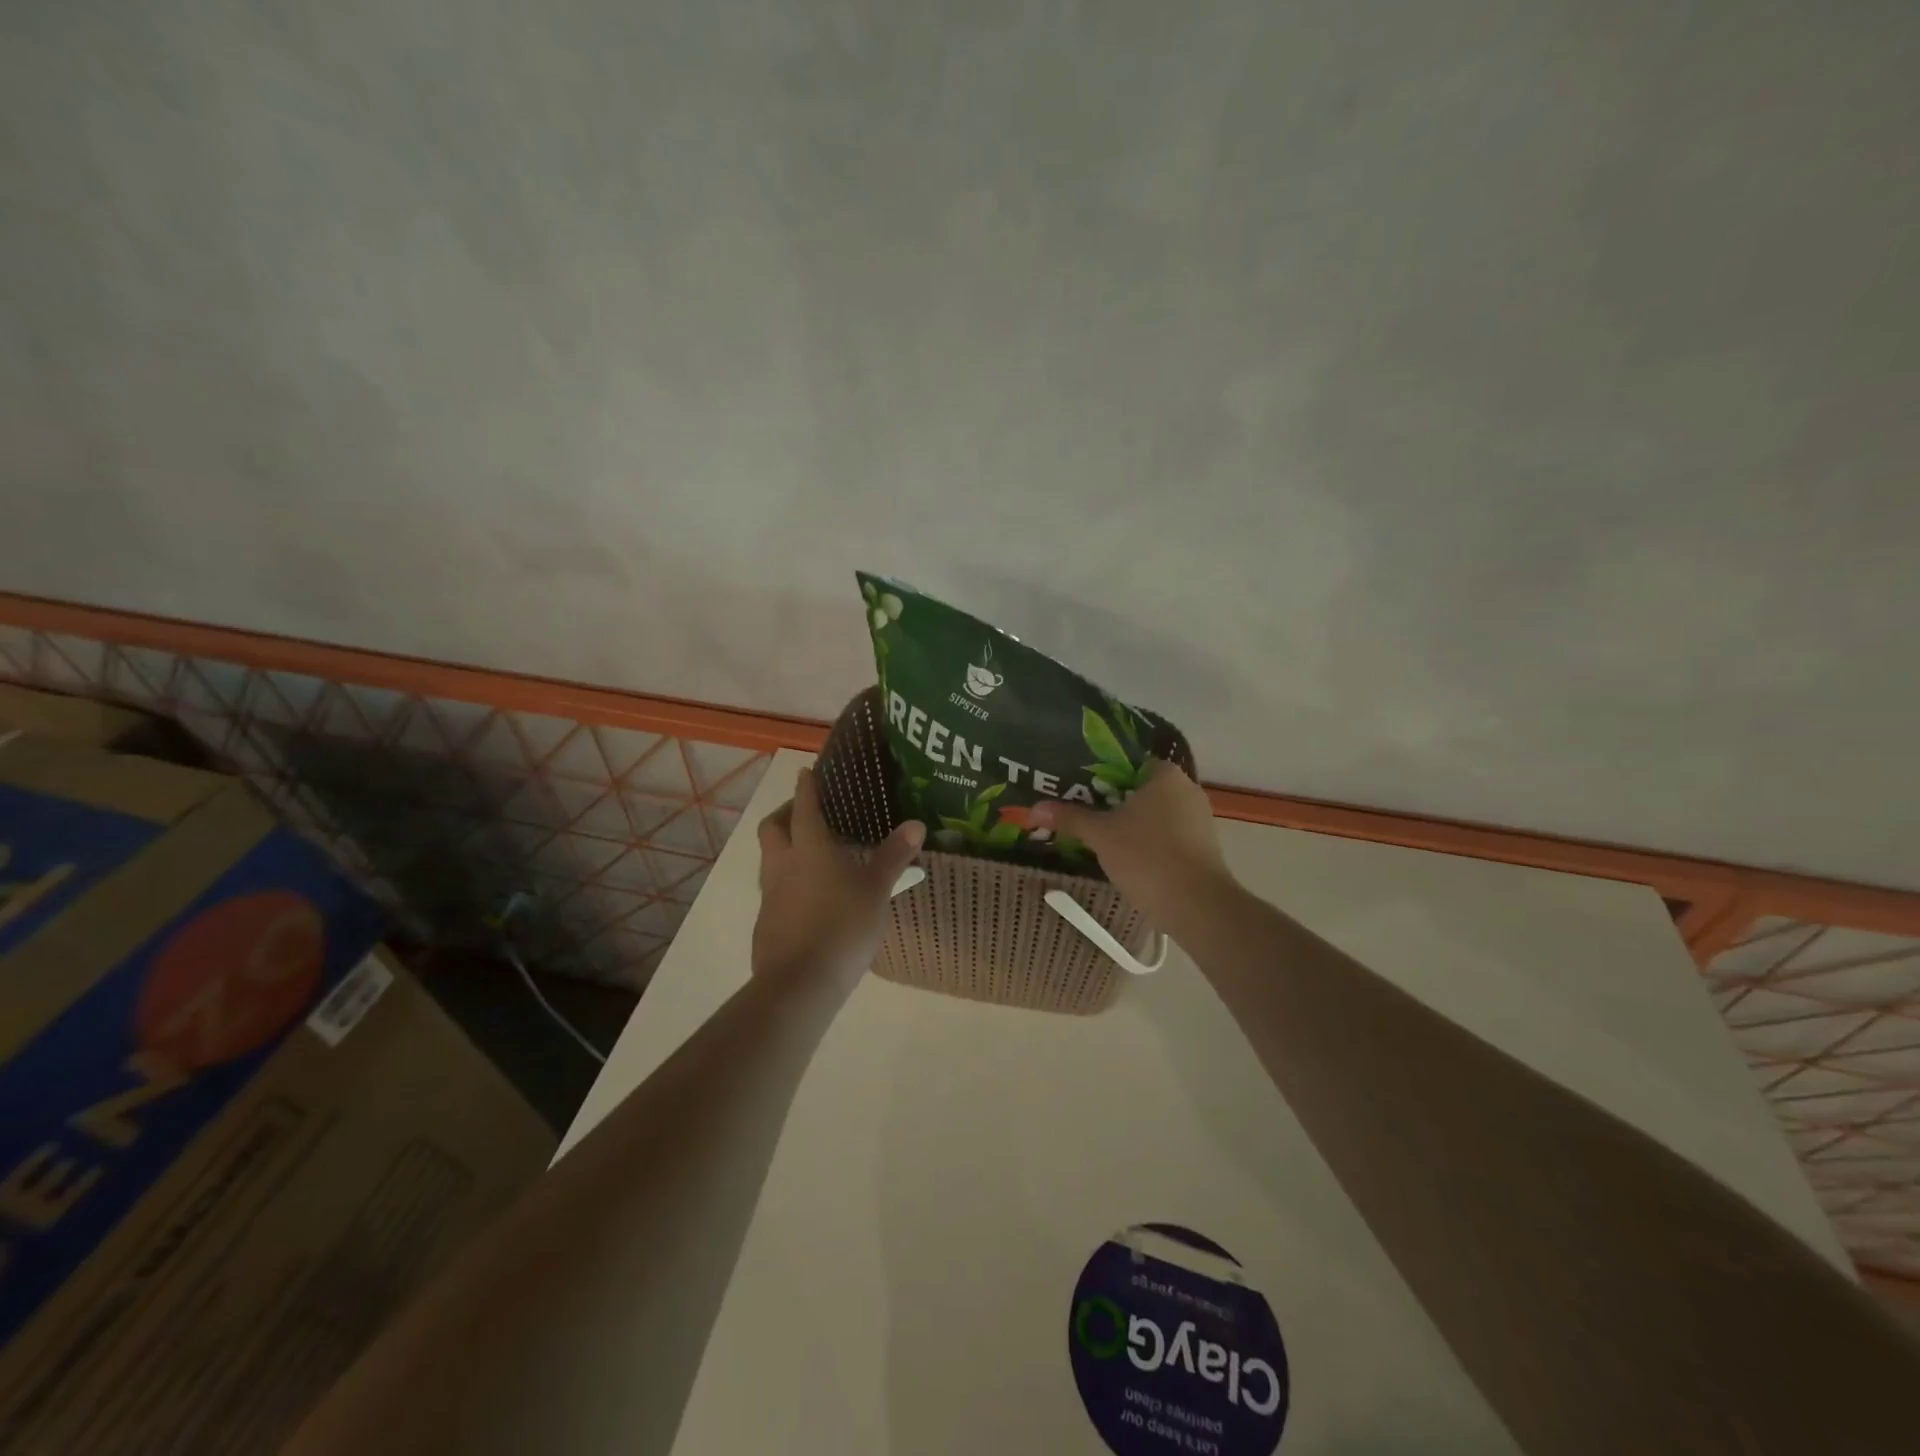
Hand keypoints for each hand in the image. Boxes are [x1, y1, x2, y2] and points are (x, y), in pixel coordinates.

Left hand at [753, 766, 924, 991]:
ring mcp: (769, 895)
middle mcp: (782, 864)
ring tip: (810, 854)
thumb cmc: (842, 927)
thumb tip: (916, 824)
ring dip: (784, 847)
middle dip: (786, 813)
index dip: (806, 787)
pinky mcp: (766, 922)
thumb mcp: (876, 890)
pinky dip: (787, 881)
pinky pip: (773, 889)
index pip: (805, 807)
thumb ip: (893, 856)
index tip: (806, 772)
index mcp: (809, 849)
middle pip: (772, 827)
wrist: (799, 984)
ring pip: (769, 858)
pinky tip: (808, 897)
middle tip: (805, 812)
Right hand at [1030, 759, 1234, 935]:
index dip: (1104, 775)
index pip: (1130, 763)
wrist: (1196, 905)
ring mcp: (1200, 820)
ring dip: (1133, 826)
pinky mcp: (1204, 848)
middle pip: (1143, 790)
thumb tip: (1034, 808)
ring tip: (1102, 839)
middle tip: (1085, 814)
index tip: (1081, 790)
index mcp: (1165, 775)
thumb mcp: (1100, 835)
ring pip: (1157, 816)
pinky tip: (1129, 860)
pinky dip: (1150, 844)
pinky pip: (1170, 837)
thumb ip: (1070, 818)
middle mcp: (1187, 790)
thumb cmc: (1146, 856)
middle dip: (1116, 802)